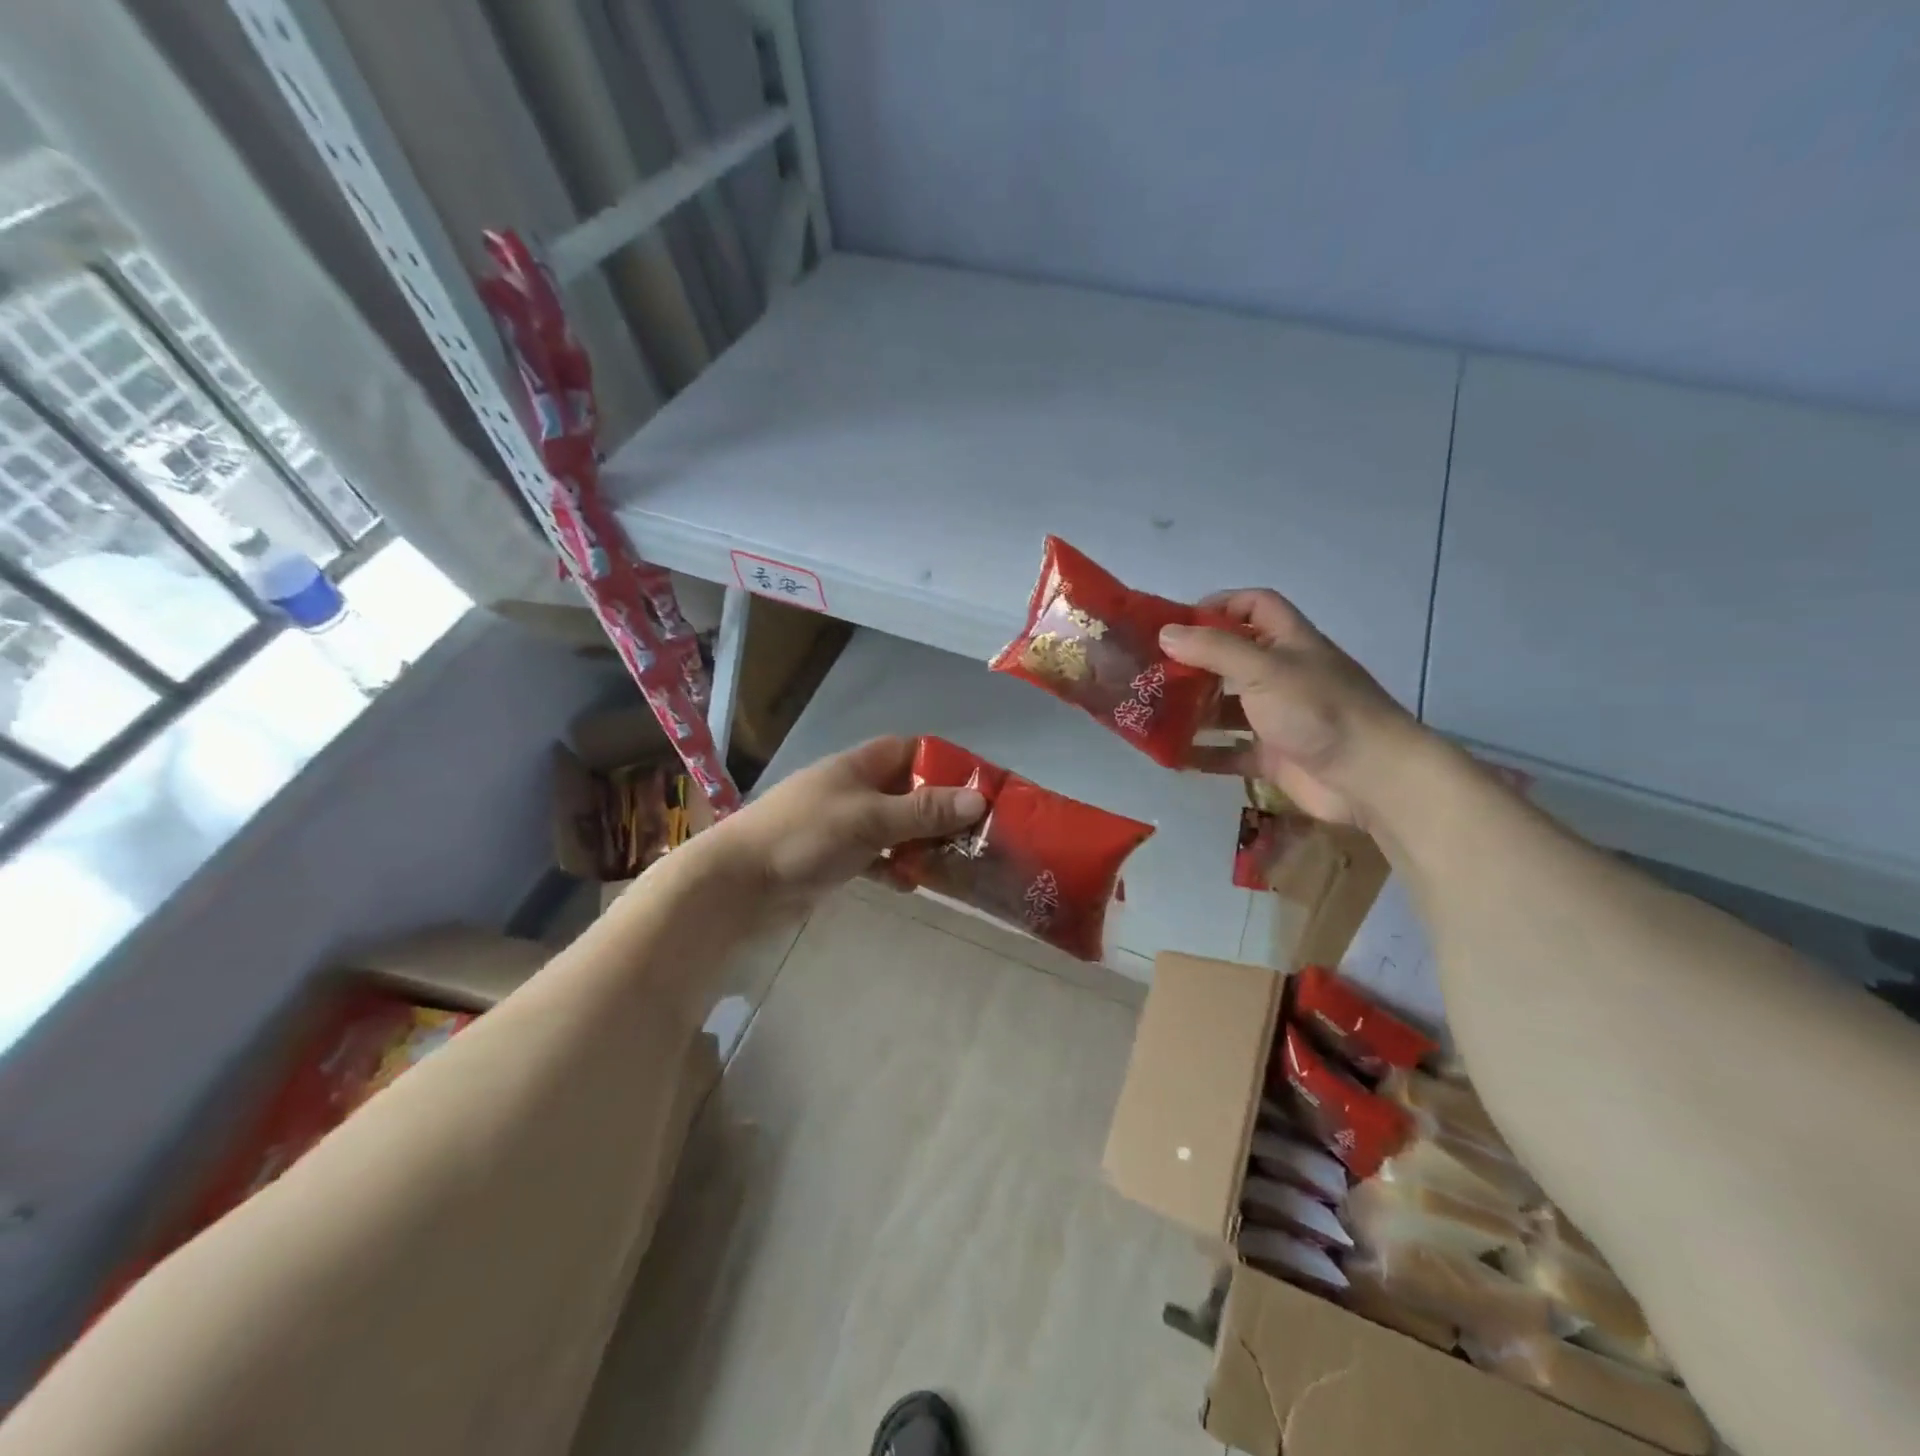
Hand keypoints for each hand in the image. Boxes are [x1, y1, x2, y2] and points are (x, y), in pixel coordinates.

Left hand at [708, 736, 986, 901]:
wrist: (739, 884)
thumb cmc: (804, 836)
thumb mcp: (869, 818)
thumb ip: (922, 810)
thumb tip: (979, 800)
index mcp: (860, 765)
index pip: (914, 751)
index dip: (947, 764)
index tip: (982, 788)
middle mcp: (856, 789)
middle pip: (910, 791)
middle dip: (942, 810)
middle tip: (980, 834)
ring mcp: (845, 824)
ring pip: (896, 827)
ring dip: (922, 842)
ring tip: (958, 862)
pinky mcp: (835, 858)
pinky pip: (877, 857)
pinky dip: (895, 868)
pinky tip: (911, 885)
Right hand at [1160, 589, 1419, 824]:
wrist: (1370, 777)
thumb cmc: (1318, 710)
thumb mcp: (1264, 670)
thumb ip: (1214, 650)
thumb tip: (1165, 634)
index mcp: (1288, 642)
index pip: (1254, 606)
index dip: (1220, 605)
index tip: (1179, 624)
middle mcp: (1282, 675)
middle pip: (1232, 659)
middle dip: (1193, 664)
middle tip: (1150, 672)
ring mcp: (1278, 717)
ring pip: (1227, 707)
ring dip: (1193, 710)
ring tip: (1151, 714)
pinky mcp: (1274, 756)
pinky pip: (1230, 751)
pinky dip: (1204, 754)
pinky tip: (1173, 756)